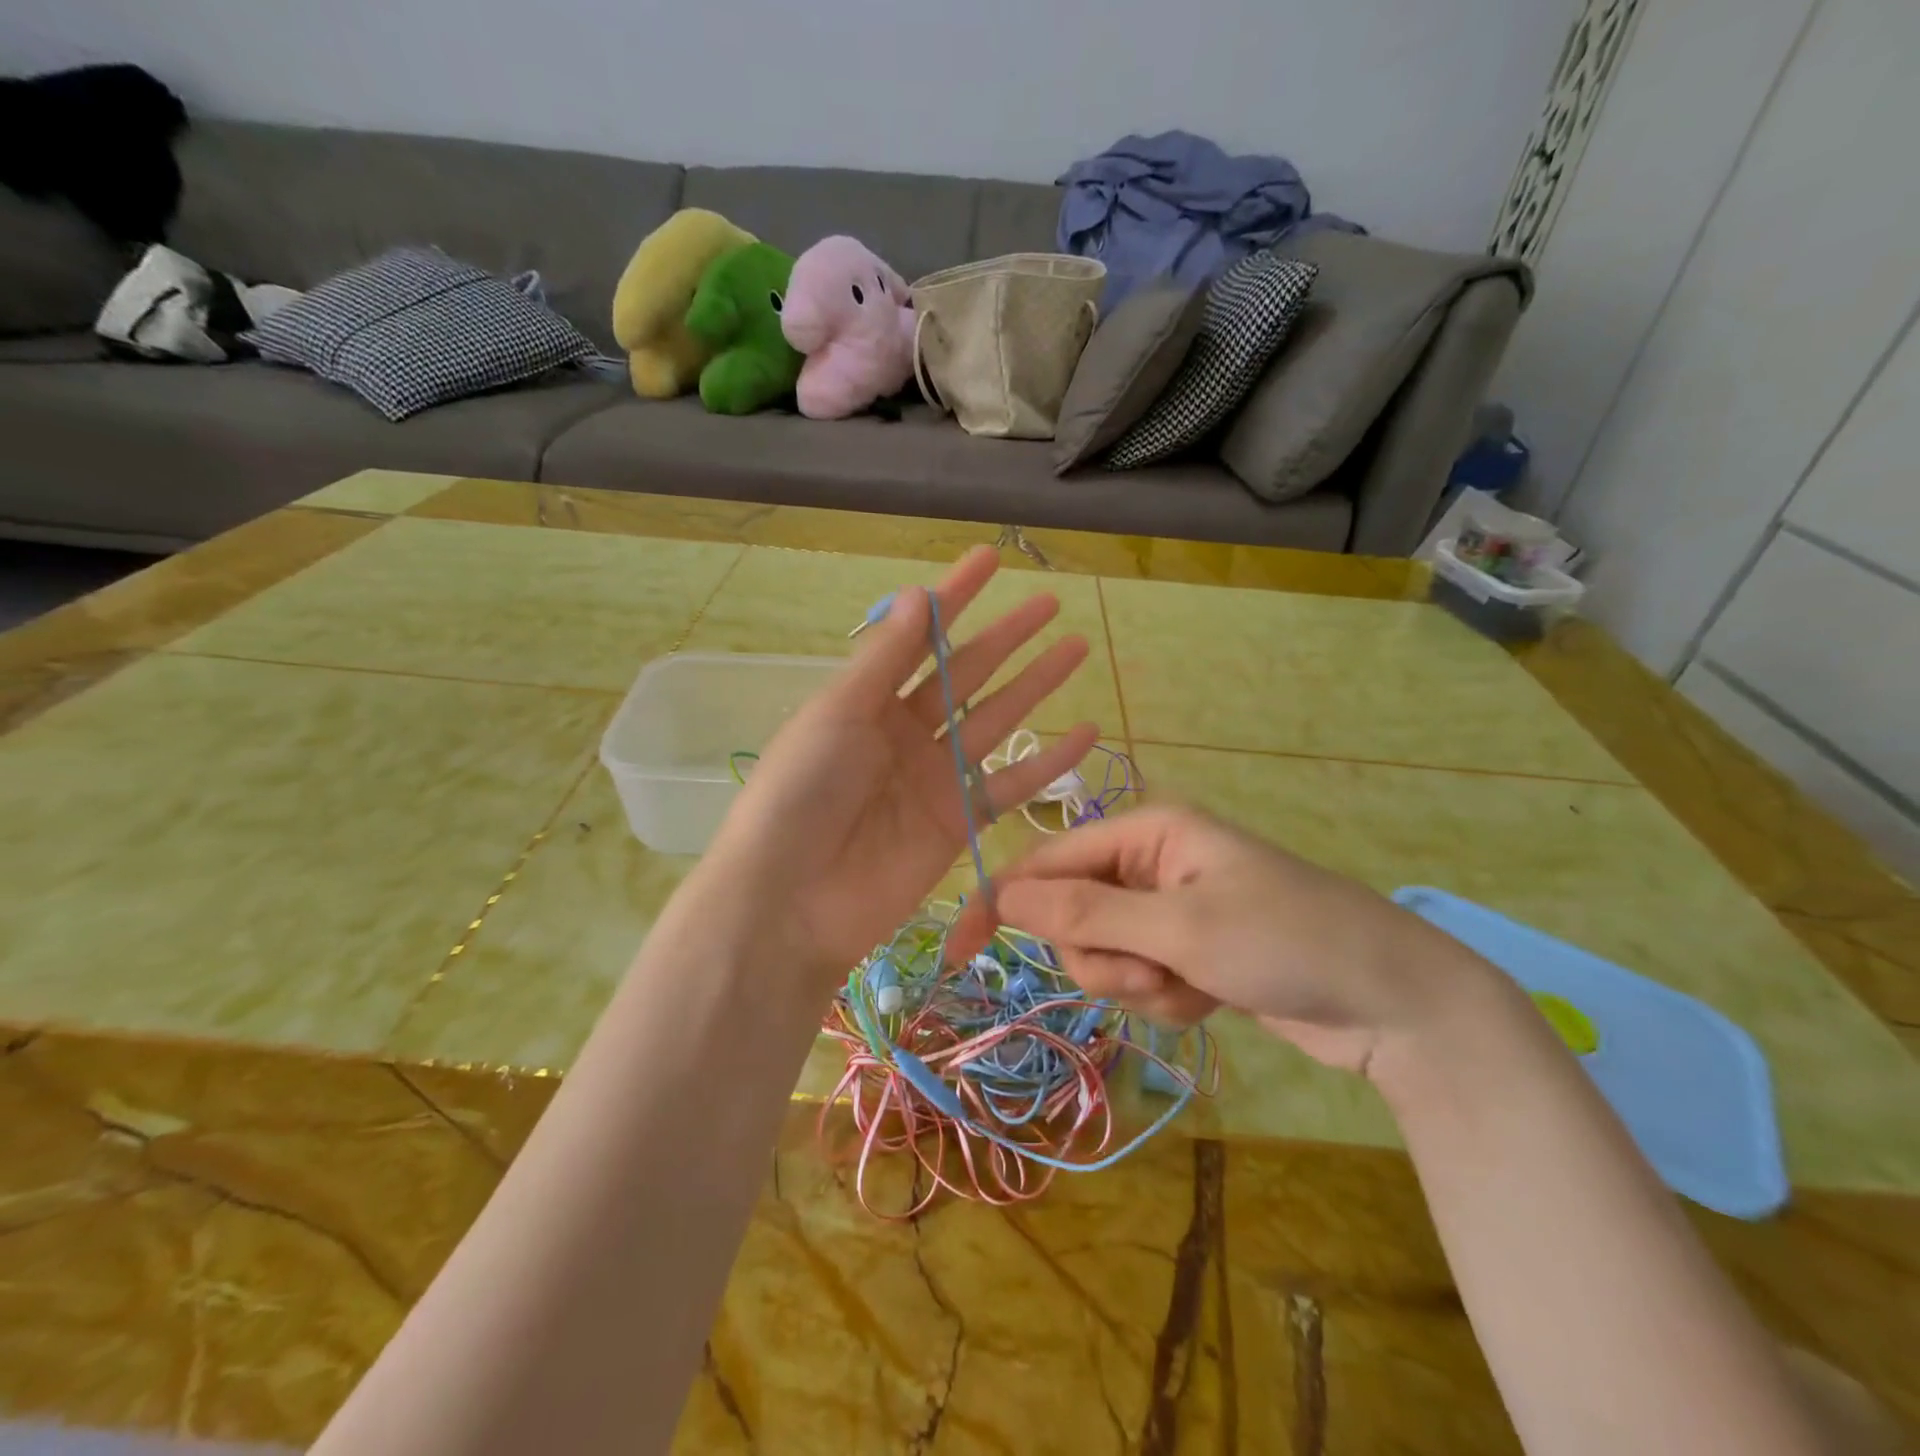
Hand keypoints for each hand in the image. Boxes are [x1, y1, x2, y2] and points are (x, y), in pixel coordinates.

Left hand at [702, 545, 1098, 981]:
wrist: (791, 899)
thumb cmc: (801, 794)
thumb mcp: (837, 714)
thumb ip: (885, 659)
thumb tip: (922, 595)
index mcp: (867, 700)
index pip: (920, 637)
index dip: (955, 598)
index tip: (991, 559)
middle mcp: (905, 733)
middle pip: (967, 675)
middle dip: (1007, 638)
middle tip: (1051, 604)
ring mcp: (935, 778)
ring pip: (997, 721)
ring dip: (1035, 687)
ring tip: (1076, 649)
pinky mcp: (959, 824)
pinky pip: (1010, 787)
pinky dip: (1047, 763)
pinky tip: (1083, 733)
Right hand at [973, 805, 1502, 1076]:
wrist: (1394, 1002)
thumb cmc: (1288, 941)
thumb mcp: (1180, 926)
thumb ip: (1087, 910)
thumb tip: (1004, 893)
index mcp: (1145, 830)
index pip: (1047, 861)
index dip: (1002, 904)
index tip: (957, 952)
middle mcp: (1150, 862)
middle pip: (1073, 915)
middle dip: (1102, 957)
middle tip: (1153, 973)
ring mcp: (1168, 909)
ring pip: (1103, 955)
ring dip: (1137, 984)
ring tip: (1193, 987)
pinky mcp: (1186, 950)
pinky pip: (1140, 977)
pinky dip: (1165, 998)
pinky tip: (1211, 998)